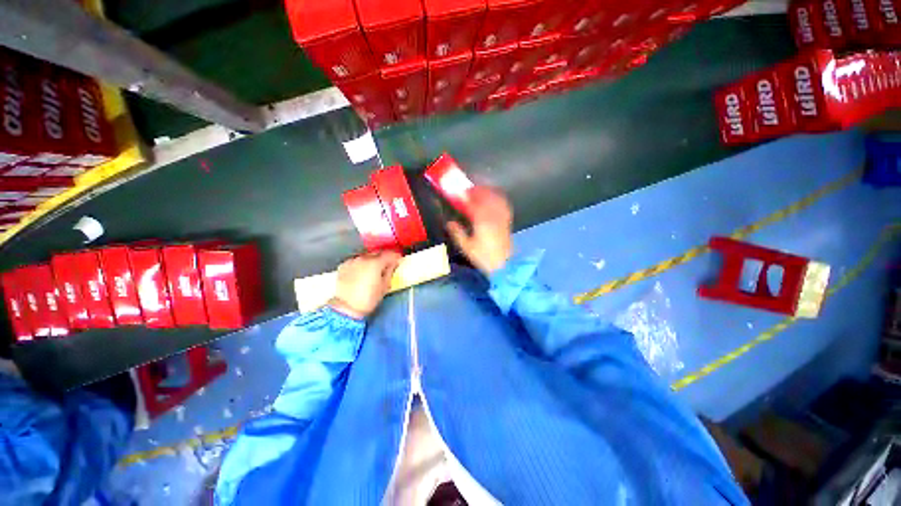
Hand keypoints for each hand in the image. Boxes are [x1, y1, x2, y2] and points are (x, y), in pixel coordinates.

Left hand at [329, 251, 400, 318]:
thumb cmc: (369, 298)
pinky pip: (356, 261)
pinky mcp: (343, 266)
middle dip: (383, 258)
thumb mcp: (385, 286)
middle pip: (377, 253)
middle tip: (386, 266)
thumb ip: (390, 271)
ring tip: (372, 271)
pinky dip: (360, 265)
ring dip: (371, 261)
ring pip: (366, 257)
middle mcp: (363, 258)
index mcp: (376, 263)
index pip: (389, 254)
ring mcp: (352, 261)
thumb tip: (393, 264)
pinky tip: (361, 273)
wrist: (346, 307)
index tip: (398, 260)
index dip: (396, 256)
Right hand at [446, 186, 512, 274]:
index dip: (466, 195)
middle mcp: (493, 215)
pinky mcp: (507, 221)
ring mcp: (502, 217)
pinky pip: (504, 204)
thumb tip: (450, 223)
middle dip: (477, 190)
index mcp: (481, 221)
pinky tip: (494, 198)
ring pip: (496, 198)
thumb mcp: (466, 246)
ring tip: (480, 191)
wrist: (503, 264)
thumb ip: (457, 233)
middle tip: (469, 189)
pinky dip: (498, 198)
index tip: (460, 192)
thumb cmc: (483, 256)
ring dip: (488, 192)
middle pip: (486, 197)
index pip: (473, 202)